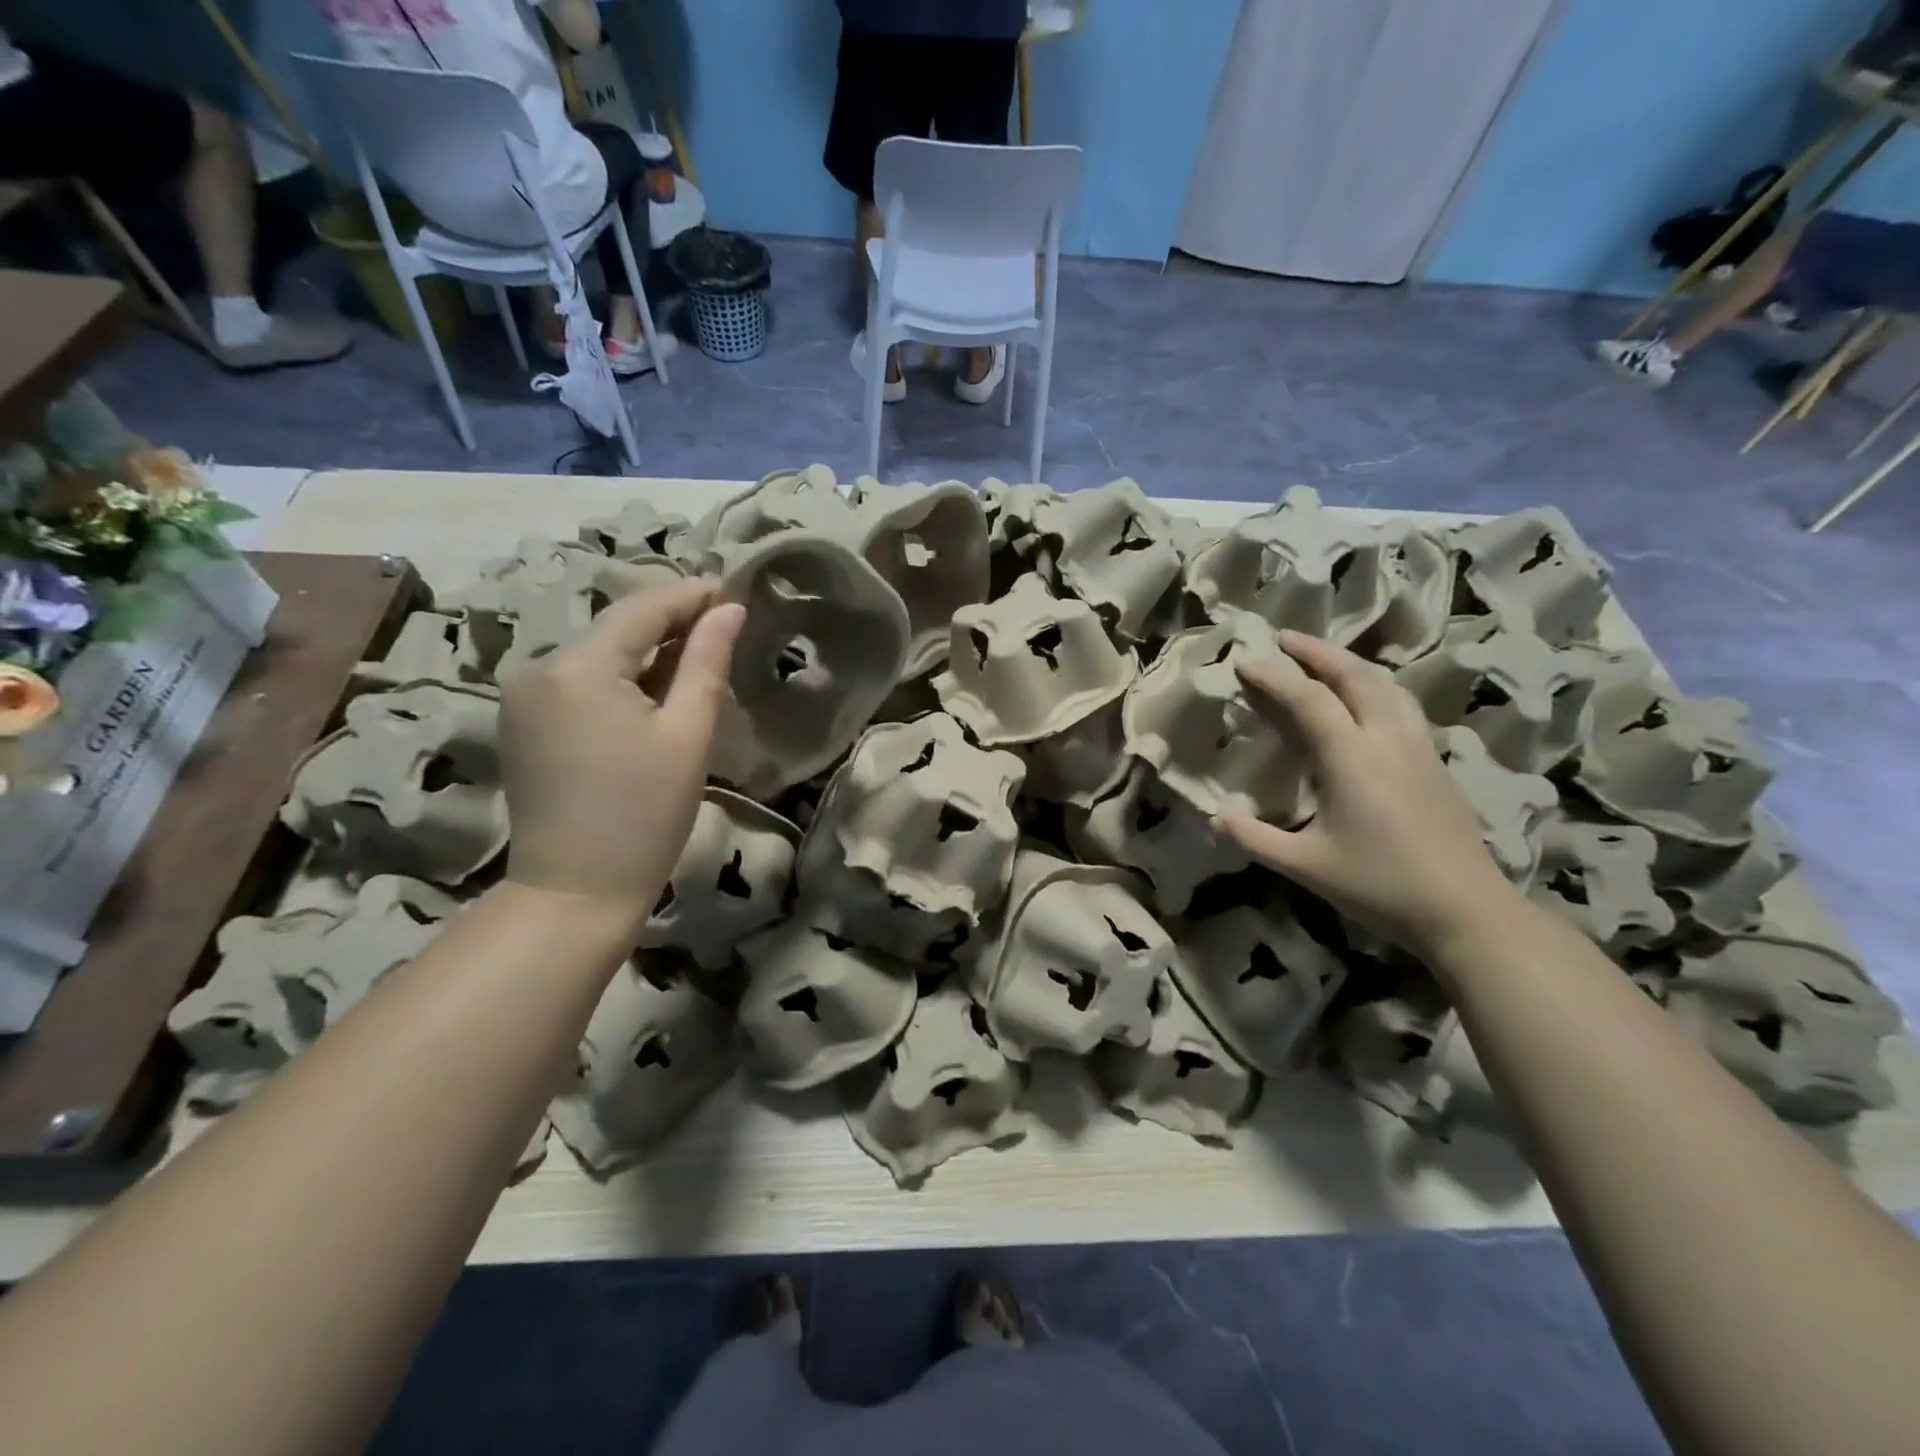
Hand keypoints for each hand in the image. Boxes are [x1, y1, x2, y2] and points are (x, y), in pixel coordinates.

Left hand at [500, 579, 744, 922]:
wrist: (576, 891)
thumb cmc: (644, 815)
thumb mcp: (688, 735)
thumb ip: (707, 663)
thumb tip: (729, 610)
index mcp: (578, 667)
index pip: (642, 609)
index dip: (691, 596)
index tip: (733, 591)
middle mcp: (538, 669)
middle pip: (616, 629)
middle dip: (670, 624)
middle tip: (724, 629)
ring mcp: (523, 697)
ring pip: (598, 656)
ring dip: (647, 654)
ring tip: (698, 661)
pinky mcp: (523, 724)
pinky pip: (580, 683)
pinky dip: (620, 680)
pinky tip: (654, 695)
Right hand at [1216, 630, 1519, 954]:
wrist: (1465, 909)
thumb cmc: (1378, 885)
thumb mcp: (1305, 865)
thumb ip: (1255, 838)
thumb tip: (1213, 818)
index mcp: (1351, 757)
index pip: (1308, 699)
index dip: (1274, 676)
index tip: (1245, 660)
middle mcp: (1387, 739)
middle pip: (1354, 676)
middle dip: (1316, 652)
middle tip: (1284, 638)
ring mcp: (1418, 747)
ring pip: (1385, 685)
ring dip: (1350, 664)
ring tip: (1324, 659)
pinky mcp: (1435, 761)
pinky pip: (1402, 704)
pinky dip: (1375, 686)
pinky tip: (1367, 700)